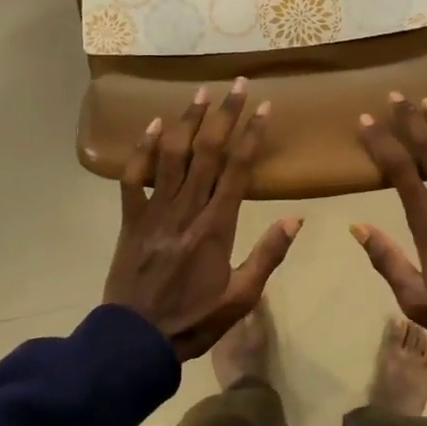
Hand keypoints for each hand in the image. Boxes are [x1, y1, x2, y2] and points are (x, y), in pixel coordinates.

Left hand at [104, 79, 301, 361]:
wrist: (135, 342)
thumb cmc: (193, 320)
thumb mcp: (241, 298)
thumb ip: (267, 256)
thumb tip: (296, 218)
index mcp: (216, 226)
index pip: (238, 169)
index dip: (252, 134)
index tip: (264, 107)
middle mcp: (186, 208)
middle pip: (208, 151)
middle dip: (225, 114)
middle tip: (238, 84)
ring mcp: (155, 210)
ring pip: (172, 155)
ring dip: (188, 120)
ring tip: (202, 92)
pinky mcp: (130, 217)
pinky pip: (134, 176)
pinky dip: (143, 148)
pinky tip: (154, 124)